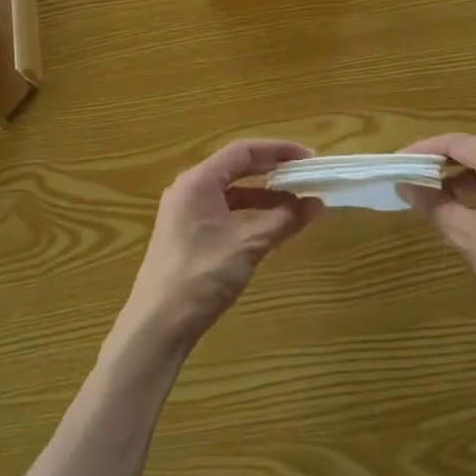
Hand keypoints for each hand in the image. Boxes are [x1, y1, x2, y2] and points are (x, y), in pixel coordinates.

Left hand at [118, 140, 321, 354]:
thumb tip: (317, 203)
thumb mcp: (249, 244)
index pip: (243, 151)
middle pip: (236, 168)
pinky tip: (271, 228)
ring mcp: (185, 214)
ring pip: (231, 194)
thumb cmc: (202, 275)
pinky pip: (224, 213)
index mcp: (198, 181)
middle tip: (306, 176)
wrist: (158, 324)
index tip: (309, 157)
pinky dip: (249, 215)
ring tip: (296, 205)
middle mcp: (189, 190)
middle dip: (273, 172)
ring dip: (263, 197)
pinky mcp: (186, 236)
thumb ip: (285, 220)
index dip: (278, 150)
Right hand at [402, 134, 475, 343]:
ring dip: (463, 176)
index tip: (401, 161)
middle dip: (443, 162)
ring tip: (436, 195)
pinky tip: (469, 207)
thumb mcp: (468, 235)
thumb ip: (434, 205)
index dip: (425, 149)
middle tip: (414, 176)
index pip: (457, 142)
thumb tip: (406, 186)